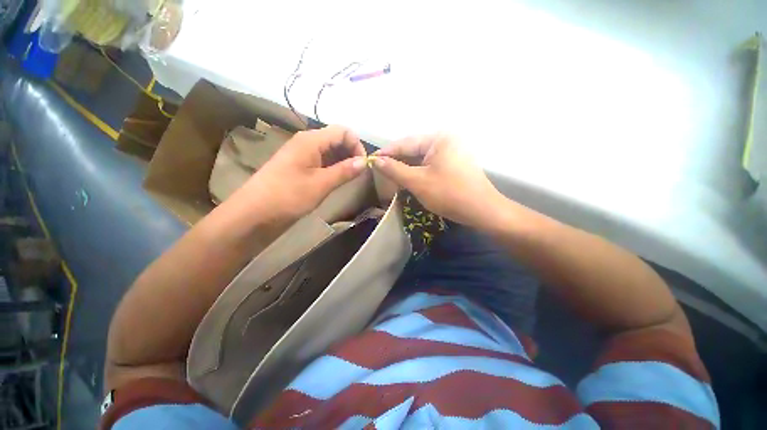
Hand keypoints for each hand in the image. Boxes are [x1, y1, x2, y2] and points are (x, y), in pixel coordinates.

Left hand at [239, 125, 366, 219]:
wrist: (254, 213)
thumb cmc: (288, 196)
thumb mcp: (320, 184)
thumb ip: (344, 171)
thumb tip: (365, 162)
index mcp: (311, 140)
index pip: (342, 131)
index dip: (356, 145)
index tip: (364, 165)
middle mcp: (307, 142)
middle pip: (336, 139)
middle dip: (351, 153)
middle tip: (359, 173)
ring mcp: (302, 154)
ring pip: (330, 151)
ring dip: (343, 161)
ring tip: (350, 178)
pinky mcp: (300, 166)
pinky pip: (322, 161)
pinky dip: (334, 167)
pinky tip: (337, 179)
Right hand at [372, 134, 505, 227]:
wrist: (482, 211)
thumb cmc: (449, 194)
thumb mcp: (418, 182)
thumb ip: (395, 169)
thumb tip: (376, 161)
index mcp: (438, 138)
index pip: (405, 143)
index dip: (386, 153)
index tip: (370, 161)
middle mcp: (445, 140)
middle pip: (413, 150)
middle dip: (396, 161)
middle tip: (378, 170)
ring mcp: (451, 152)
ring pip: (420, 159)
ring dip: (406, 168)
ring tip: (389, 176)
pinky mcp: (452, 164)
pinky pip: (429, 165)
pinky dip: (417, 172)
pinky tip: (407, 179)